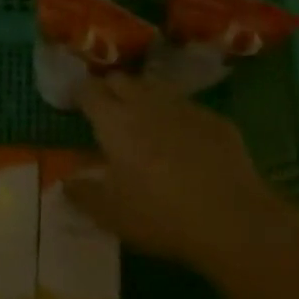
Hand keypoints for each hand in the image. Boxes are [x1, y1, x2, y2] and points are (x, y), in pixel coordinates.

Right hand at [66, 72, 295, 277]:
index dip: (80, 94)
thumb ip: (83, 194)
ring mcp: (183, 106)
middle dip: (110, 90)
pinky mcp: (214, 118)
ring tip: (142, 122)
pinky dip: (176, 117)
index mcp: (115, 121)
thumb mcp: (111, 214)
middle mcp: (146, 103)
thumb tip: (66, 182)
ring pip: (154, 88)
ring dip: (142, 98)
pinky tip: (182, 141)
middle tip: (107, 112)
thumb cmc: (161, 215)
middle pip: (121, 80)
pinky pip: (186, 107)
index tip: (77, 104)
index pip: (90, 90)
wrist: (232, 218)